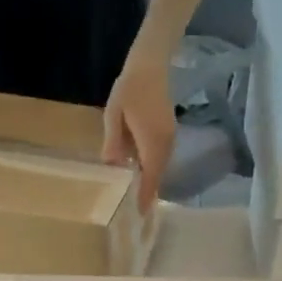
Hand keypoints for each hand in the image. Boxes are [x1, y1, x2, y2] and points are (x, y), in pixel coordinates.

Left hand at [103, 49, 175, 211]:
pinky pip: (161, 159)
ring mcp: (170, 139)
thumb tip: (111, 168)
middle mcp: (165, 145)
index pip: (150, 178)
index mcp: (152, 143)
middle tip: (134, 212)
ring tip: (136, 197)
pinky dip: (152, 169)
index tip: (139, 216)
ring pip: (160, 168)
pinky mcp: (169, 134)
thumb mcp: (114, 115)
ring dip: (149, 182)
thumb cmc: (130, 88)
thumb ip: (113, 143)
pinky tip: (139, 174)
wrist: (151, 63)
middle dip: (147, 194)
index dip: (144, 198)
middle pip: (157, 177)